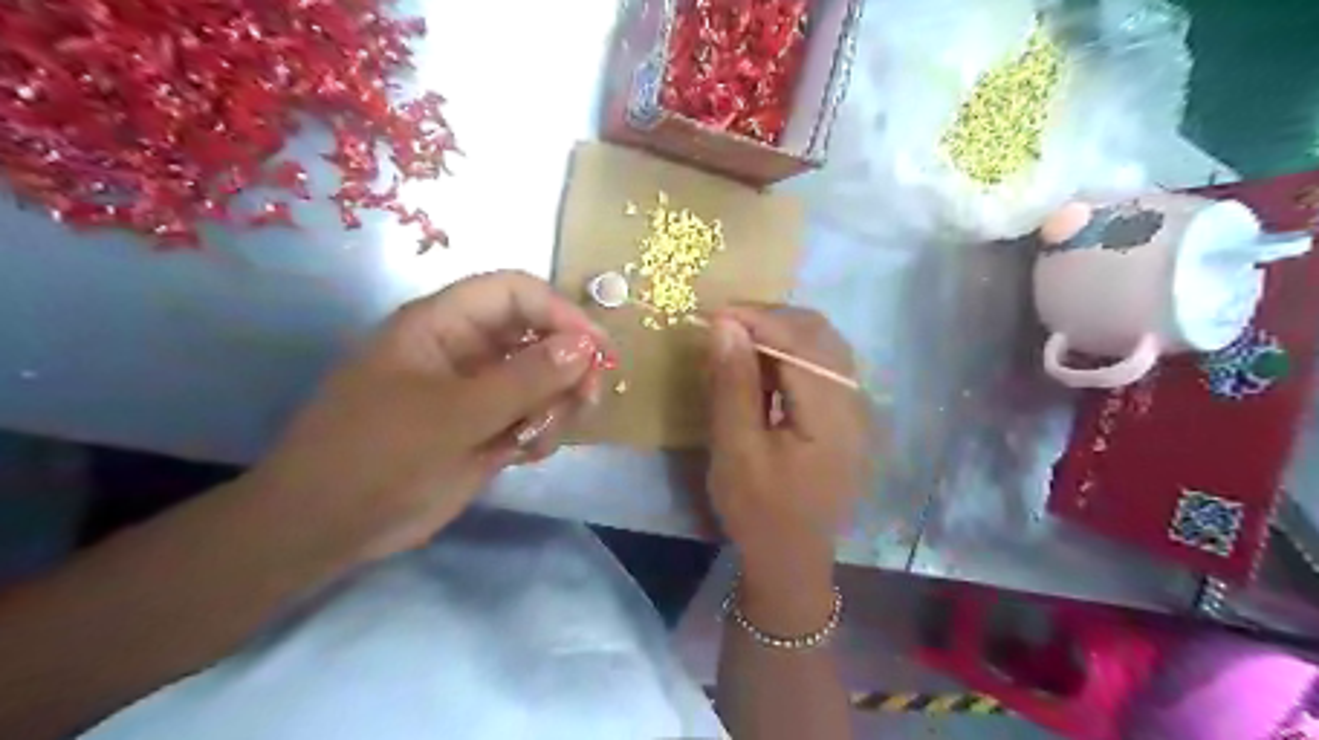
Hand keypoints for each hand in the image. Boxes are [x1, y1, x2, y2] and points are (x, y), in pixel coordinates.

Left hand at [238, 272, 607, 567]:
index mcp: (443, 325)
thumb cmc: (379, 457)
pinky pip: (532, 414)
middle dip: (568, 365)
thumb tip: (585, 346)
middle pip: (538, 335)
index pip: (516, 293)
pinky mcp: (485, 426)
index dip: (561, 312)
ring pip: (542, 379)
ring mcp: (477, 390)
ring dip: (556, 404)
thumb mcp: (454, 416)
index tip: (598, 350)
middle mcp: (465, 349)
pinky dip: (542, 431)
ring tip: (540, 439)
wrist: (327, 528)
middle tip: (588, 400)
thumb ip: (524, 379)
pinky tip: (527, 454)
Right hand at [701, 306, 871, 630]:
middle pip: (820, 334)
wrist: (790, 559)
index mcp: (832, 413)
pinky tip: (762, 364)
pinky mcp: (845, 416)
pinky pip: (822, 366)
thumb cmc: (758, 510)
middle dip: (771, 319)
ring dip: (781, 333)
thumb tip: (725, 324)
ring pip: (823, 346)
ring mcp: (854, 408)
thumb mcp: (735, 449)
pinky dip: (791, 354)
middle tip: (725, 323)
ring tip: (739, 339)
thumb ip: (733, 384)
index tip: (715, 313)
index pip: (800, 342)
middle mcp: (854, 402)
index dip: (758, 319)